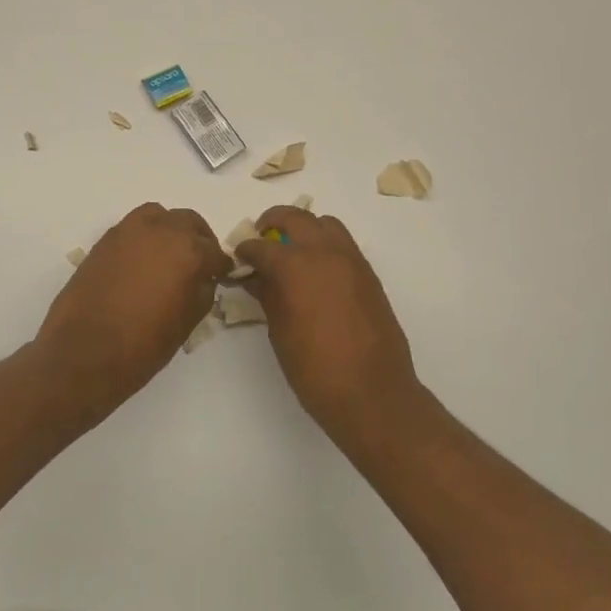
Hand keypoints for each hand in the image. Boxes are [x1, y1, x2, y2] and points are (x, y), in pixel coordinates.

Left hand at [35, 203, 230, 415]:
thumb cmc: (143, 344)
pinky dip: (144, 237)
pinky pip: (133, 228)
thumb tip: (203, 279)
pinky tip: (143, 262)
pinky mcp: (104, 240)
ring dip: (170, 229)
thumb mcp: (187, 323)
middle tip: (200, 262)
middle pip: (189, 222)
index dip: (221, 267)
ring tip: (170, 255)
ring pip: (159, 216)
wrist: (84, 352)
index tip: (221, 276)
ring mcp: (128, 231)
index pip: (215, 252)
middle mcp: (161, 231)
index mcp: (188, 251)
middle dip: (199, 240)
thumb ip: (202, 292)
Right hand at [235, 207, 419, 427]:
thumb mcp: (280, 332)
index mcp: (296, 266)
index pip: (261, 246)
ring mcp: (352, 260)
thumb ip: (268, 296)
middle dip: (273, 223)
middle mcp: (325, 253)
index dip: (245, 251)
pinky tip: (316, 271)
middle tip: (261, 238)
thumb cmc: (315, 368)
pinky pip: (344, 245)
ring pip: (325, 224)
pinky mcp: (369, 275)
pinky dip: (326, 245)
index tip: (238, 258)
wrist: (372, 392)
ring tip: (291, 250)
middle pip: (296, 218)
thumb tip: (257, 279)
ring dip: (305, 229)